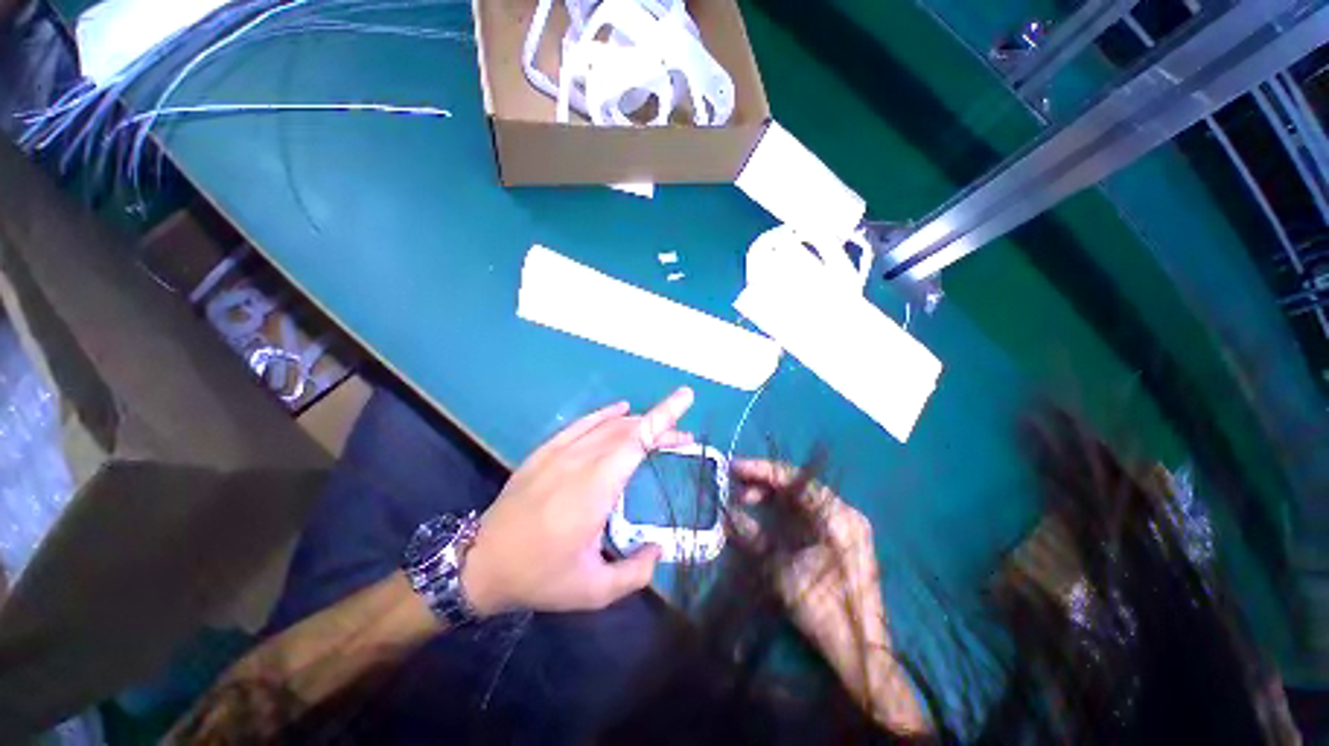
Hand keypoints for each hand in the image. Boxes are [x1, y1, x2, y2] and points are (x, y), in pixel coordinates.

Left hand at [461, 388, 695, 615]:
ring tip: (660, 432)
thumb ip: (635, 574)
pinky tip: (622, 411)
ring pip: (609, 426)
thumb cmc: (539, 577)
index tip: (685, 396)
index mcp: (594, 489)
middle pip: (629, 431)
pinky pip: (582, 424)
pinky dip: (606, 415)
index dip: (663, 416)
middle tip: (682, 439)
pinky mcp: (545, 451)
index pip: (637, 441)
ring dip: (639, 424)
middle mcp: (579, 461)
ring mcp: (559, 452)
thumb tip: (658, 549)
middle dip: (660, 428)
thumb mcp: (592, 591)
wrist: (480, 563)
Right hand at [730, 460, 887, 664]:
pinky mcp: (843, 539)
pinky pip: (809, 513)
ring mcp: (847, 525)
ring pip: (802, 498)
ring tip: (745, 501)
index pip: (794, 478)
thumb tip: (728, 515)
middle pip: (798, 485)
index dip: (761, 470)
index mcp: (837, 516)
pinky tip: (766, 515)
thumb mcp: (781, 570)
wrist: (859, 651)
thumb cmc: (822, 609)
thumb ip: (753, 537)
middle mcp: (846, 513)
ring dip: (773, 497)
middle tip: (736, 488)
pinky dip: (785, 511)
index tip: (734, 467)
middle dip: (765, 483)